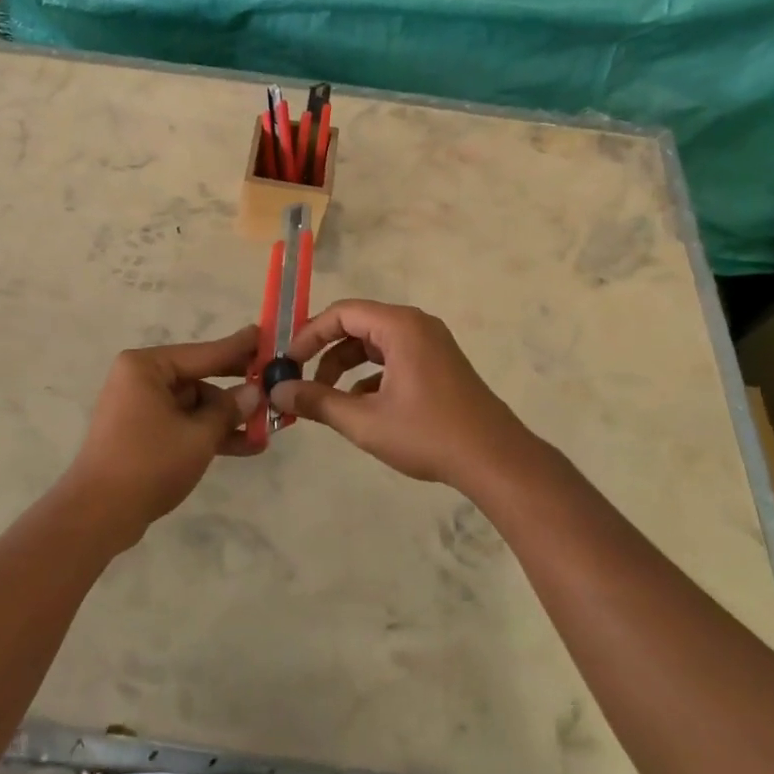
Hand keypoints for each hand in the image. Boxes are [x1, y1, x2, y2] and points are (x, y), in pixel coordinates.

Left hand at [61, 326, 263, 547]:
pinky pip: (182, 423)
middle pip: (199, 378)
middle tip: (273, 384)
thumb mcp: (198, 436)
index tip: (265, 335)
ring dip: (226, 418)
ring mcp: (140, 407)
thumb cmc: (148, 464)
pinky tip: (245, 446)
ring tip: (267, 429)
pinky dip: (208, 433)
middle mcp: (140, 379)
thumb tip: (254, 392)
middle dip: (235, 390)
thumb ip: (228, 411)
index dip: (238, 348)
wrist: (98, 516)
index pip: (203, 353)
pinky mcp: (142, 433)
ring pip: (194, 405)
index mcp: (146, 367)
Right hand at [271, 300, 531, 491]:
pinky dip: (371, 376)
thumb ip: (317, 402)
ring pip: (375, 344)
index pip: (341, 313)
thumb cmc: (428, 434)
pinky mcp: (439, 364)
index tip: (288, 362)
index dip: (309, 334)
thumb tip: (278, 391)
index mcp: (399, 326)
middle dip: (325, 352)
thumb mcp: (364, 421)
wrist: (496, 461)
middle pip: (357, 326)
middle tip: (300, 378)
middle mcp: (416, 325)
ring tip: (326, 398)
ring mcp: (431, 344)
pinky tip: (359, 407)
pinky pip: (394, 358)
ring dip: (346, 367)